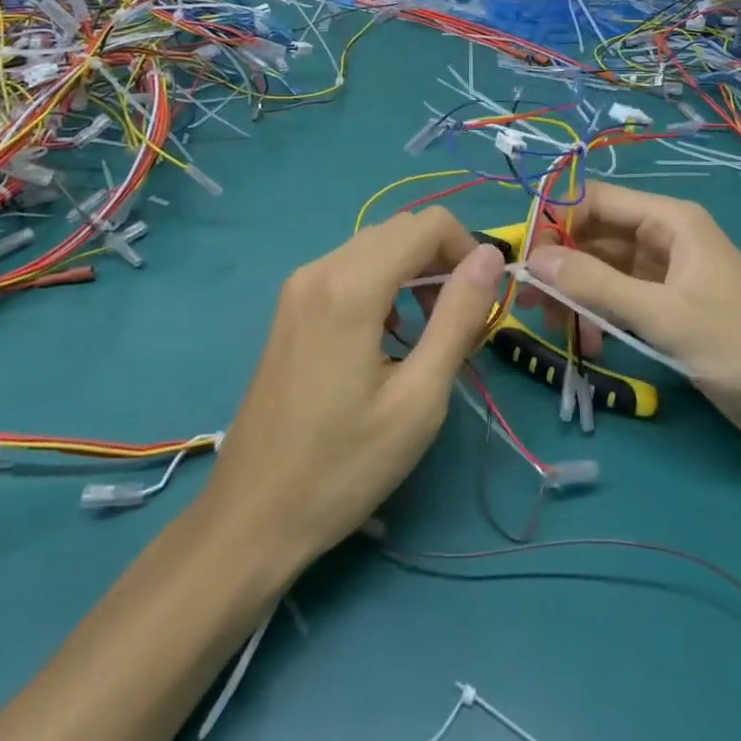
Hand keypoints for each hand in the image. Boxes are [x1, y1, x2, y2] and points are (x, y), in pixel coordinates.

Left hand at [206, 208, 504, 572]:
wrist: (251, 515)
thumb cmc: (342, 466)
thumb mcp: (418, 400)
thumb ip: (458, 318)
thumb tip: (488, 257)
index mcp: (351, 286)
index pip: (427, 224)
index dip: (467, 248)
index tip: (482, 300)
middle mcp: (320, 268)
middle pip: (401, 229)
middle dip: (442, 260)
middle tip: (459, 321)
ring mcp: (299, 285)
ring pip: (375, 246)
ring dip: (413, 271)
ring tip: (429, 332)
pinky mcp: (290, 305)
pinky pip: (349, 268)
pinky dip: (383, 283)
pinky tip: (388, 335)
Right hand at [524, 181, 740, 462]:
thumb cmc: (740, 348)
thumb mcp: (662, 315)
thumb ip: (595, 284)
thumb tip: (532, 259)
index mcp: (670, 220)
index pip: (596, 201)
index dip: (556, 221)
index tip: (525, 259)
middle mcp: (665, 238)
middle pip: (595, 235)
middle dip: (562, 265)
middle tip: (532, 303)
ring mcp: (666, 275)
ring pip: (603, 270)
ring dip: (577, 295)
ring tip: (559, 330)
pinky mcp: (668, 308)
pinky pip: (619, 299)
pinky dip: (599, 315)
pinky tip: (591, 346)